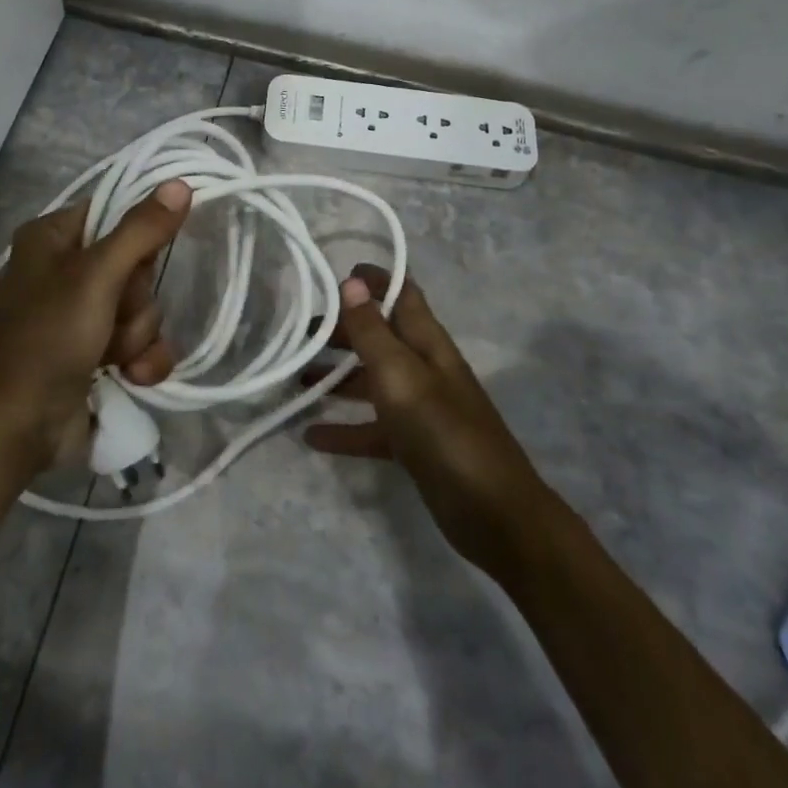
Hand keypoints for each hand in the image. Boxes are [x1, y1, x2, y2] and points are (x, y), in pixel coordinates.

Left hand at [0, 181, 191, 477]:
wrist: (18, 426)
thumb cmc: (48, 338)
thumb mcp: (96, 277)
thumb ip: (140, 231)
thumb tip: (180, 183)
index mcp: (53, 237)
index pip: (115, 212)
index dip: (137, 236)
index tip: (146, 255)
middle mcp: (66, 269)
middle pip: (136, 265)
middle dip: (136, 300)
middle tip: (114, 315)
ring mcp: (82, 313)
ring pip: (143, 307)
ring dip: (137, 335)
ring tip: (113, 356)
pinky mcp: (97, 352)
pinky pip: (141, 341)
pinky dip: (141, 359)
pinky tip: (132, 376)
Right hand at [304, 265, 543, 573]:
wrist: (493, 513)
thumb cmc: (443, 432)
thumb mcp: (400, 375)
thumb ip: (373, 331)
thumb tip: (352, 282)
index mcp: (427, 343)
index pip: (403, 294)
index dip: (376, 279)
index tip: (336, 274)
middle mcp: (423, 368)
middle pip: (380, 336)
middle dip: (343, 329)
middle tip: (300, 333)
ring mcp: (420, 409)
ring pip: (371, 381)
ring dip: (336, 377)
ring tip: (295, 379)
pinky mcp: (413, 446)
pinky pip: (371, 428)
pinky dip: (343, 429)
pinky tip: (310, 437)